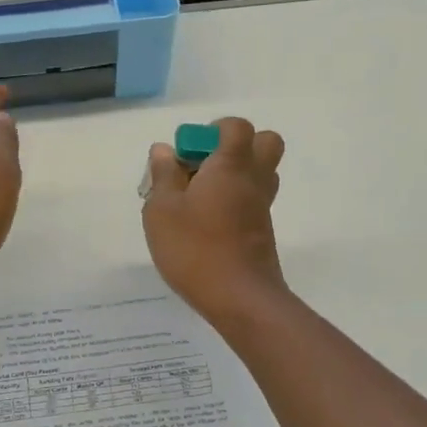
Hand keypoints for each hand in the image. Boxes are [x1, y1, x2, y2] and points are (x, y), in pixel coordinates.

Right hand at [141, 116, 286, 321]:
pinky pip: (253, 200)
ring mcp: (261, 207)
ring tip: (201, 196)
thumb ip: (163, 176)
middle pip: (265, 143)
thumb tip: (164, 150)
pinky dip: (235, 201)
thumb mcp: (162, 210)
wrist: (240, 299)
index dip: (214, 130)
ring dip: (236, 174)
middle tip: (203, 167)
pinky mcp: (262, 232)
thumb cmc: (195, 248)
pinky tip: (206, 223)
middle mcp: (254, 180)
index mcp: (231, 166)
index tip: (189, 151)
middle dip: (236, 146)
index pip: (238, 126)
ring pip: (261, 173)